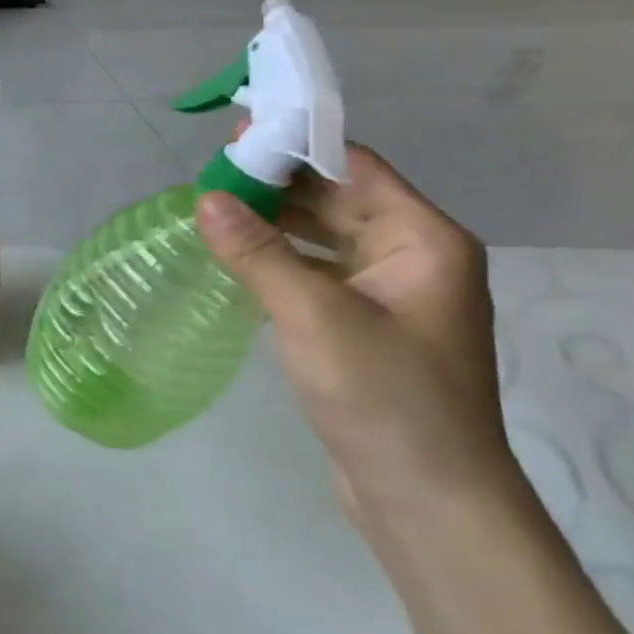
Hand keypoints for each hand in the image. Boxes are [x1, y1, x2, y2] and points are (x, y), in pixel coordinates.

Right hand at [195, 145, 519, 527]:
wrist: (426, 499)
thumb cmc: (384, 396)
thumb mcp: (313, 315)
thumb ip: (258, 252)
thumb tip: (206, 197)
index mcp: (423, 240)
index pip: (355, 167)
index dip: (296, 145)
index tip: (234, 135)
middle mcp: (412, 257)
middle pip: (338, 199)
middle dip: (275, 184)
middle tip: (207, 174)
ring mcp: (390, 294)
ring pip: (324, 237)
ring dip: (273, 222)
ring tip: (210, 210)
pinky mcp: (366, 326)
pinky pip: (317, 272)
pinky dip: (278, 259)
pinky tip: (235, 257)